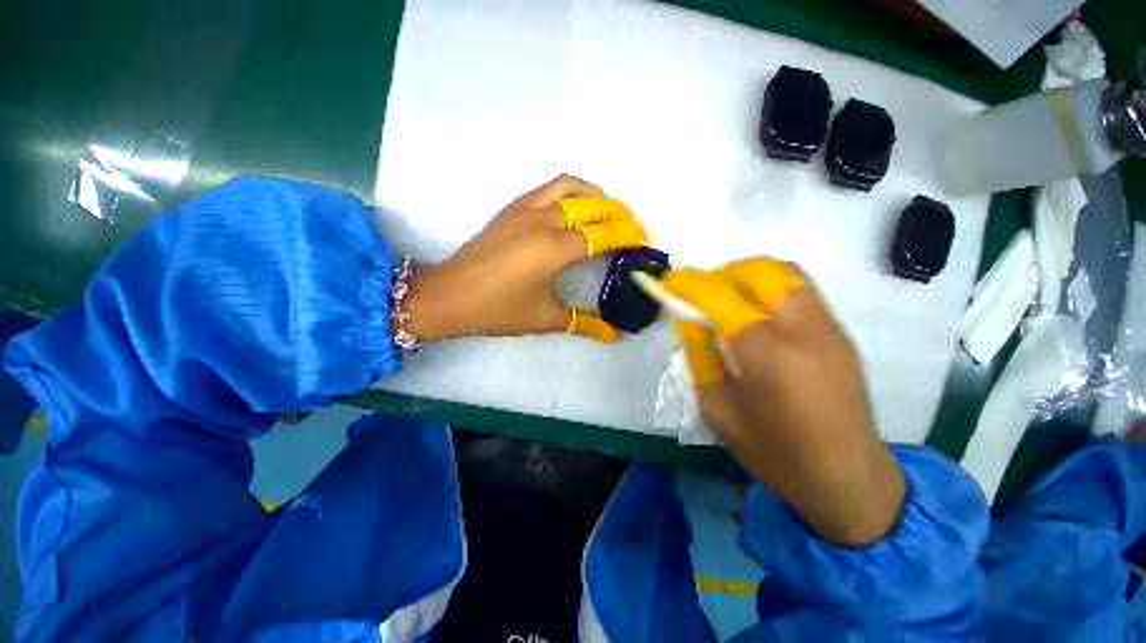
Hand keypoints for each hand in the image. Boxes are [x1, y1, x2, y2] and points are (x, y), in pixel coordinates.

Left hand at [402, 175, 648, 341]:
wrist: (448, 296)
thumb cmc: (498, 310)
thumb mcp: (546, 318)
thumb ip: (585, 323)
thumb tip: (614, 335)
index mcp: (555, 249)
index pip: (604, 234)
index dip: (628, 235)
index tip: (643, 242)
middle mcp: (544, 220)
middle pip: (593, 205)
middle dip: (620, 213)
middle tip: (632, 229)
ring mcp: (525, 209)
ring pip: (570, 186)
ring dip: (595, 194)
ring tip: (607, 212)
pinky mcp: (511, 207)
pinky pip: (549, 188)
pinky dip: (570, 192)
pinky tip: (573, 210)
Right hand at [663, 259, 904, 545]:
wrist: (848, 478)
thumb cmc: (773, 452)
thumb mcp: (716, 407)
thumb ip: (699, 354)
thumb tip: (687, 317)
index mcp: (767, 356)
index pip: (720, 297)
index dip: (689, 284)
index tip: (668, 282)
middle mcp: (802, 330)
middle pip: (758, 271)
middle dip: (719, 274)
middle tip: (699, 294)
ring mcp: (828, 327)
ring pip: (783, 272)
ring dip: (745, 276)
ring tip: (725, 298)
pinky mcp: (840, 332)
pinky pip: (799, 289)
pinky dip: (768, 286)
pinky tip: (755, 312)